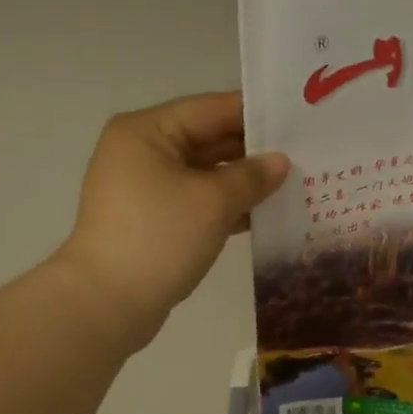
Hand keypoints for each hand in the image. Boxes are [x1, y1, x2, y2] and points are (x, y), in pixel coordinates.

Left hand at [54, 92, 288, 350]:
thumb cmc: (159, 238)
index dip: (256, 114)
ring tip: (295, 186)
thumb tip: (280, 162)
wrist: (106, 304)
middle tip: (306, 156)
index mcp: (148, 131)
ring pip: (205, 175)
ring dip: (244, 183)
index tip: (299, 120)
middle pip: (208, 140)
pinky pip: (197, 203)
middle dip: (254, 152)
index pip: (211, 109)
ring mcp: (145, 189)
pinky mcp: (153, 221)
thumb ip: (252, 176)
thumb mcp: (213, 202)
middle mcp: (143, 152)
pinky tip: (265, 216)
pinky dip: (227, 208)